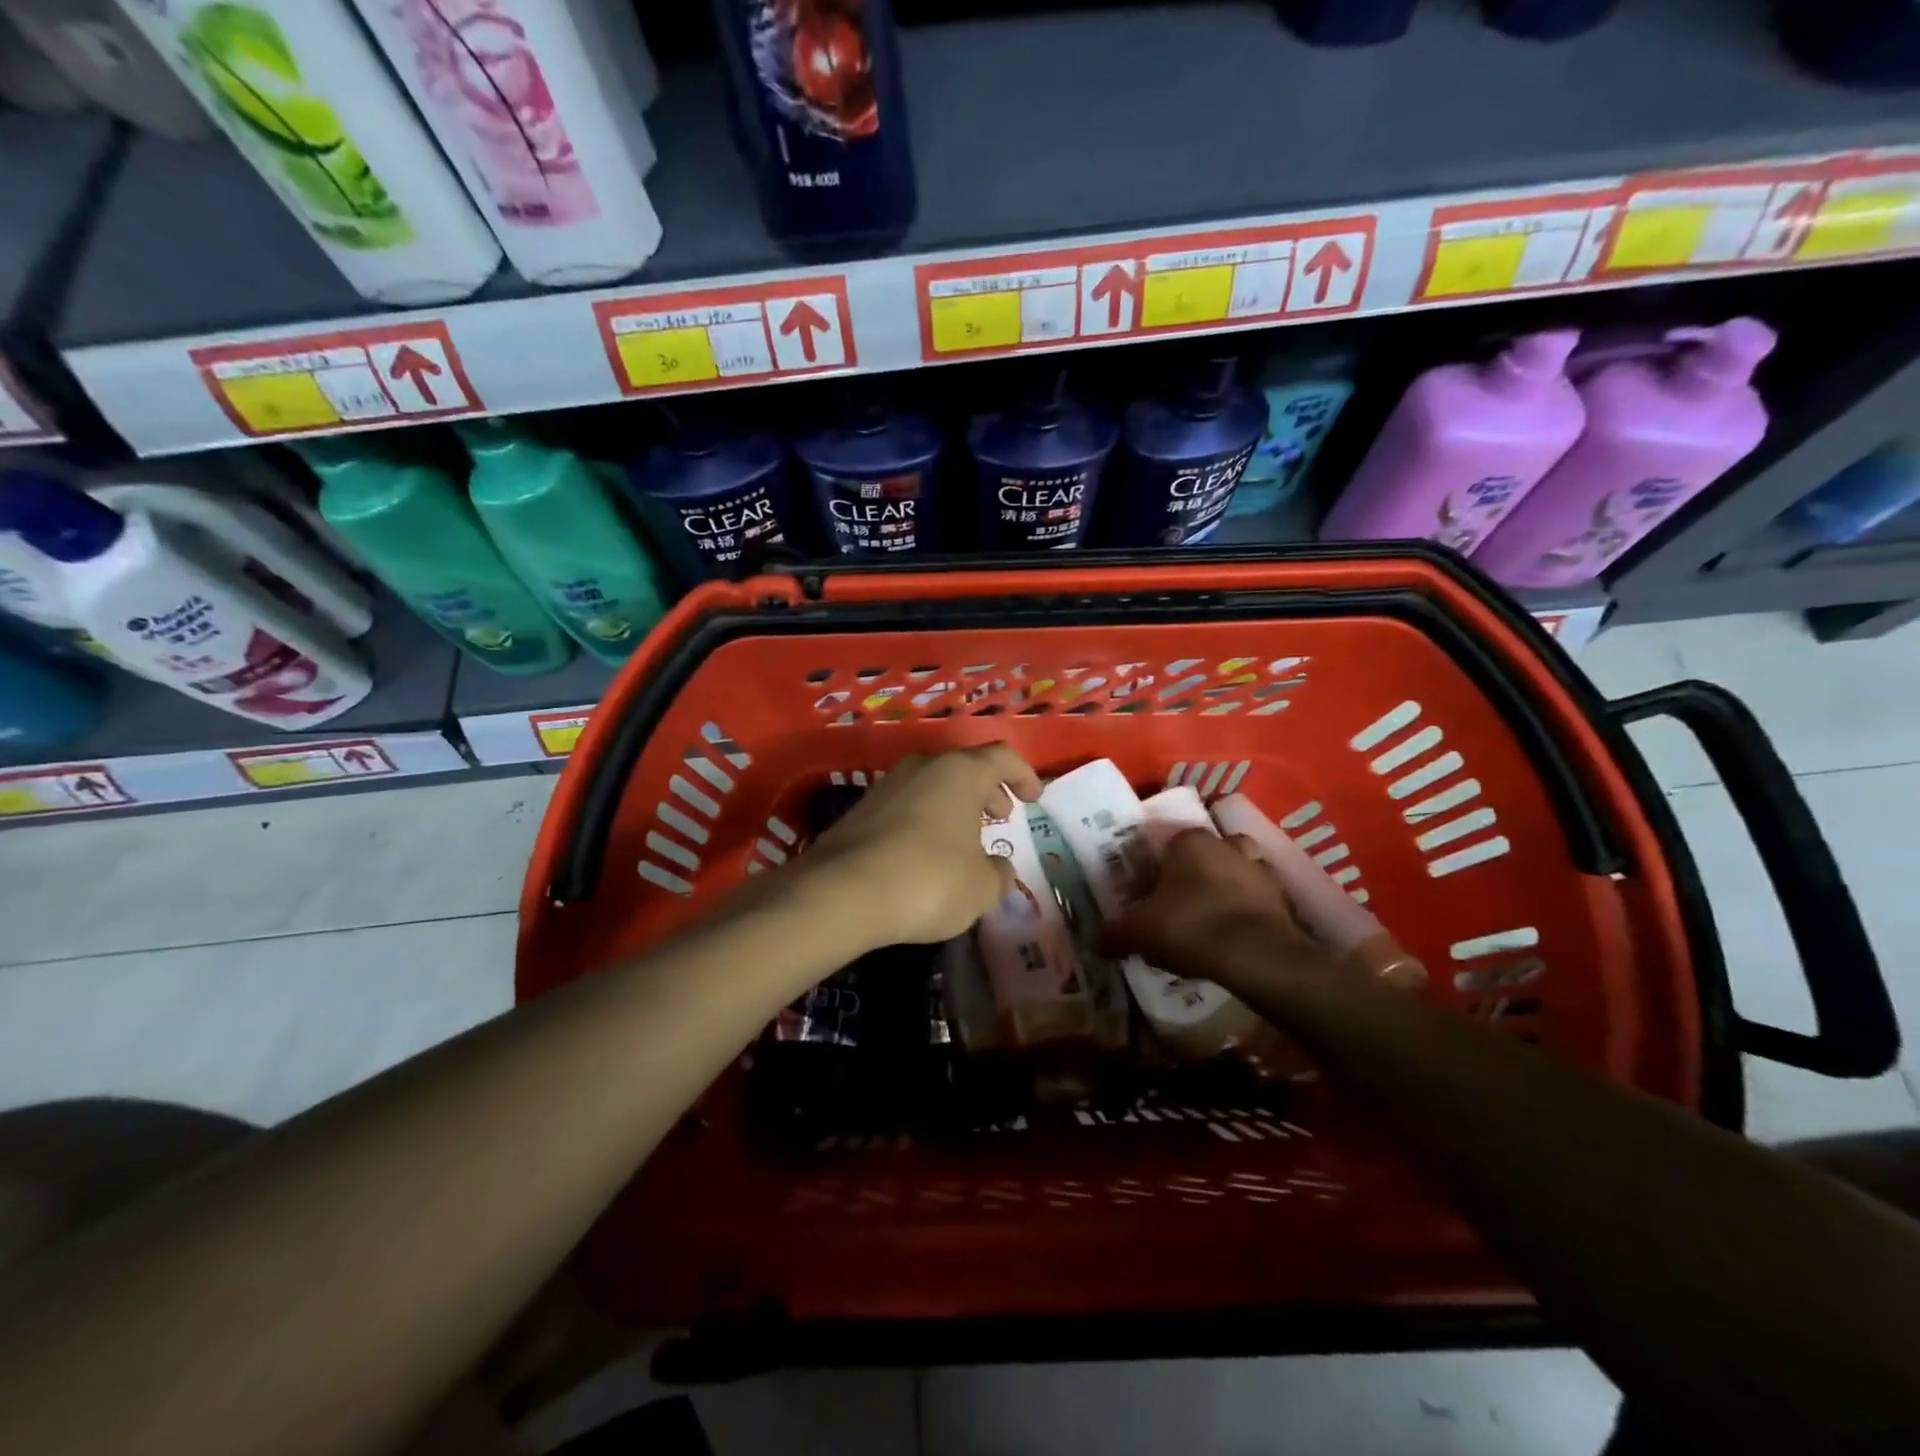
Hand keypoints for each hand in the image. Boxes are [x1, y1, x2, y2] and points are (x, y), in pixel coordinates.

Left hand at [804, 745, 1042, 948]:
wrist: (841, 892)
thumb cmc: (929, 881)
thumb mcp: (981, 888)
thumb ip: (998, 874)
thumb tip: (998, 868)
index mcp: (960, 772)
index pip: (1002, 758)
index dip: (1023, 776)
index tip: (1034, 798)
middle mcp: (923, 767)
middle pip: (965, 768)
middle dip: (988, 790)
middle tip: (1001, 816)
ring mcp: (887, 785)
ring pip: (933, 785)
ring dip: (955, 806)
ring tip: (966, 838)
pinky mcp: (861, 810)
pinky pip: (907, 806)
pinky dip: (926, 820)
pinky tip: (926, 853)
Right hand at [1098, 829, 1340, 998]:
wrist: (1257, 955)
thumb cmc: (1190, 926)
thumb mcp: (1139, 931)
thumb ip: (1115, 932)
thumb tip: (1095, 941)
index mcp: (1189, 840)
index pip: (1165, 843)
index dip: (1152, 869)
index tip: (1144, 895)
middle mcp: (1227, 844)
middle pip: (1204, 854)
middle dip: (1191, 875)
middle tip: (1176, 905)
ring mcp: (1261, 869)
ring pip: (1235, 873)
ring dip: (1223, 890)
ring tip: (1207, 921)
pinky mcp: (1284, 899)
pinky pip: (1258, 901)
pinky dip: (1246, 913)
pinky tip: (1232, 938)